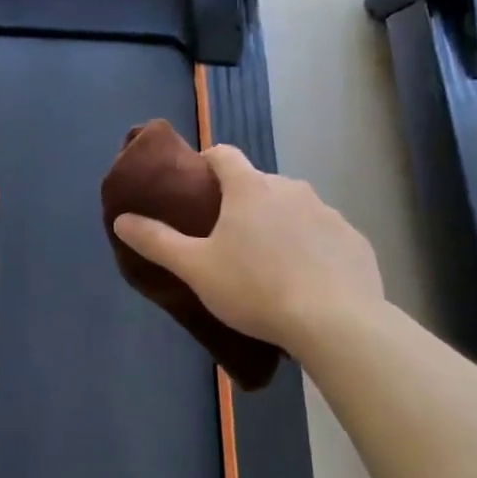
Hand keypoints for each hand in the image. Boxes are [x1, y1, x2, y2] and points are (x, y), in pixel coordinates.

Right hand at [112, 145, 381, 353]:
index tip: (196, 187)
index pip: (224, 155)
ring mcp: (328, 213)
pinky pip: (324, 235)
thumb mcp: (195, 268)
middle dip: (241, 202)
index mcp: (250, 188)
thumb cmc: (255, 289)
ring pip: (293, 209)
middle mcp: (291, 189)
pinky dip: (311, 247)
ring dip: (278, 224)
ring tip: (267, 264)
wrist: (335, 322)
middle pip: (258, 184)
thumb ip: (157, 241)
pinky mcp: (354, 240)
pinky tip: (305, 280)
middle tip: (226, 238)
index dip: (207, 164)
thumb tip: (122, 219)